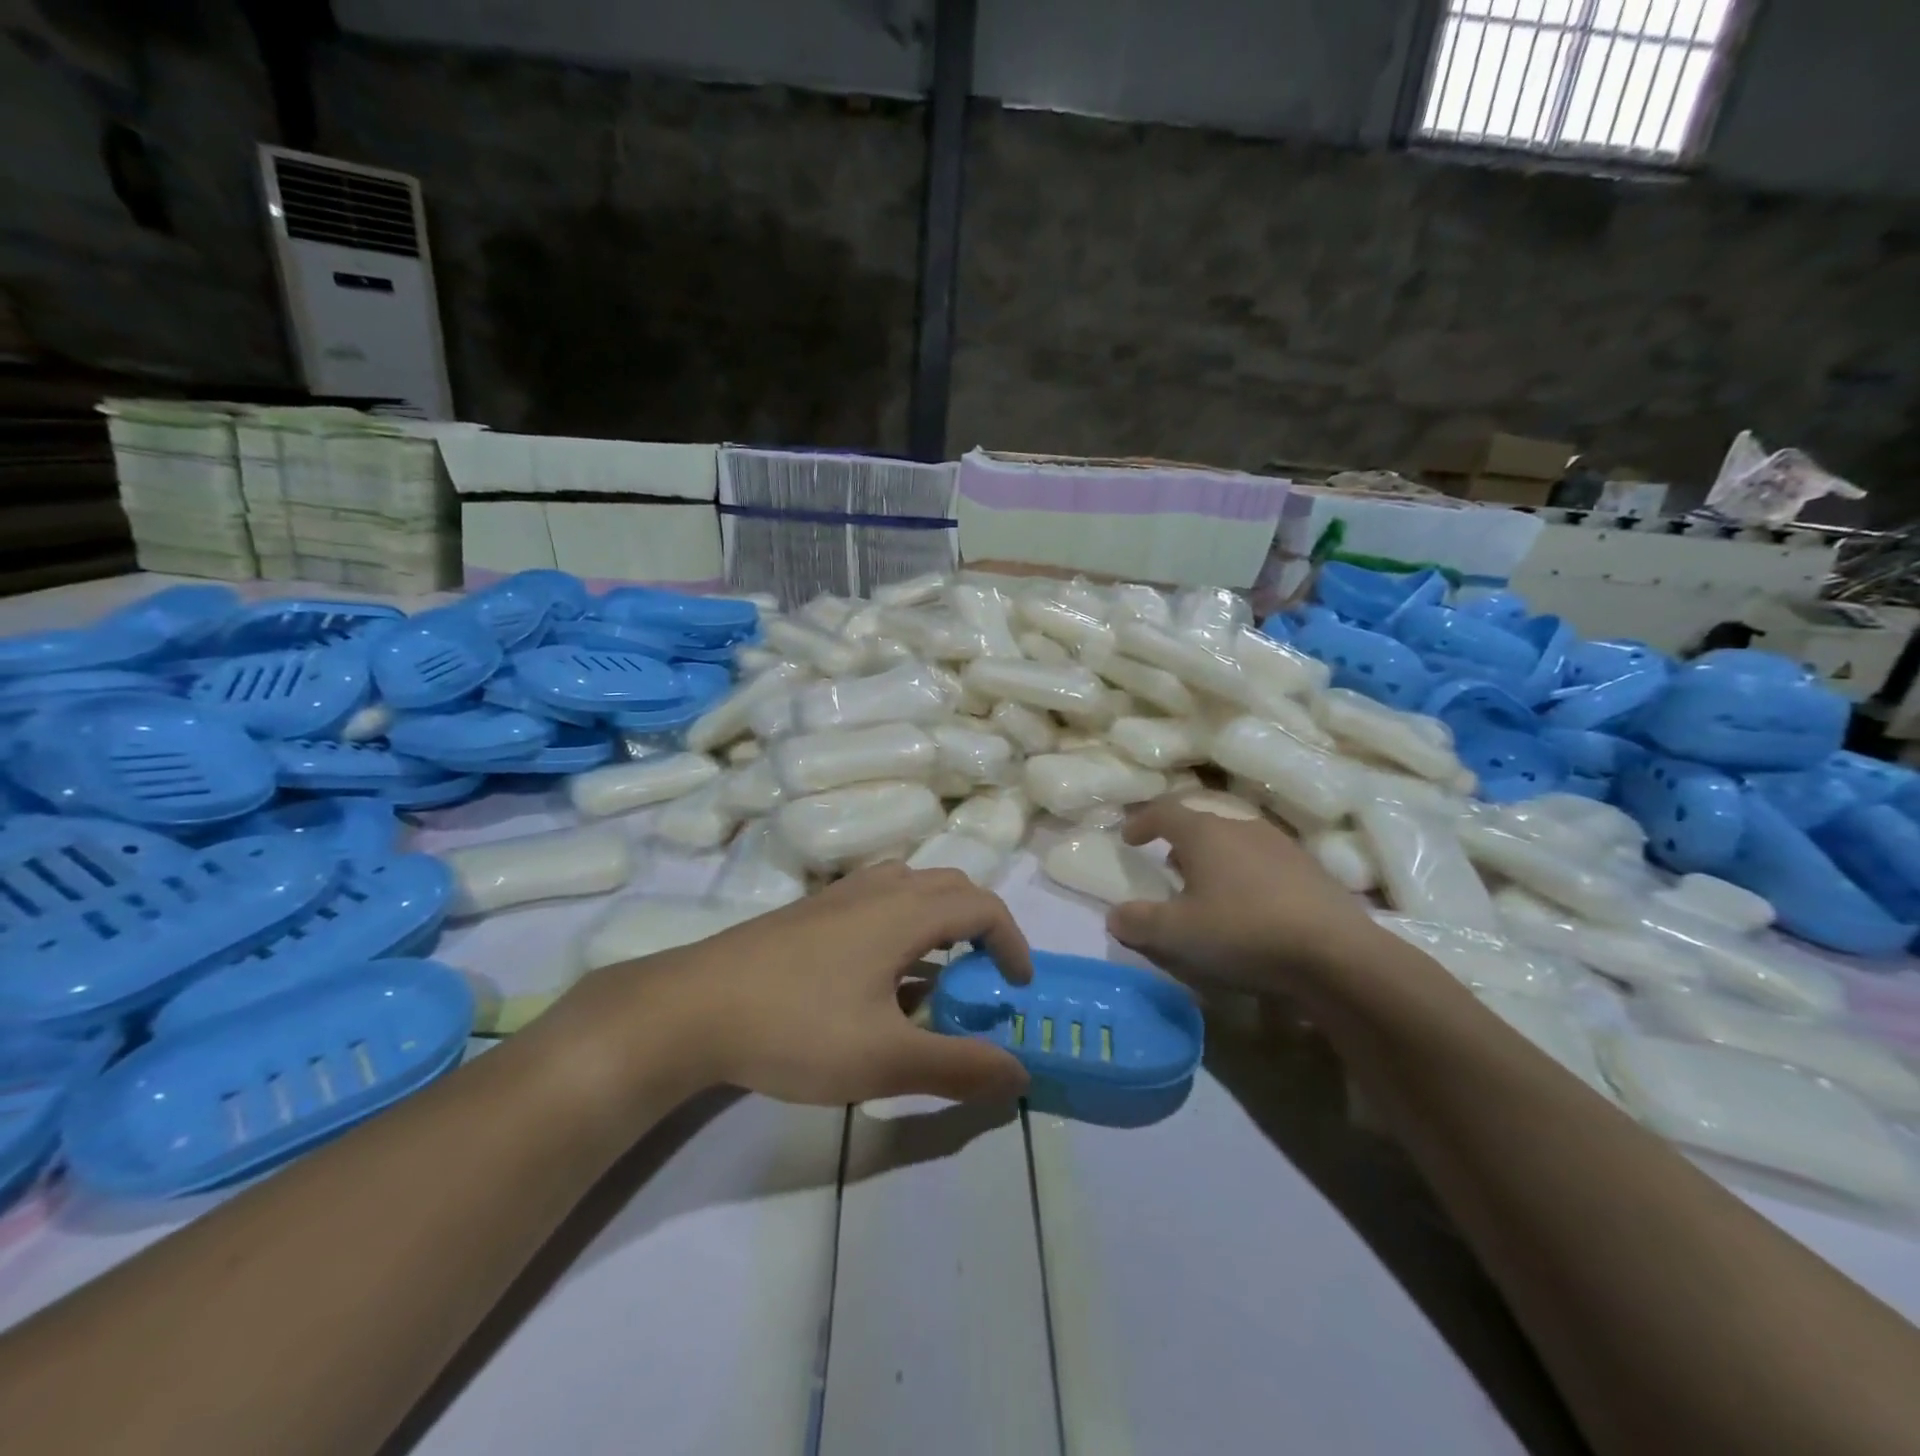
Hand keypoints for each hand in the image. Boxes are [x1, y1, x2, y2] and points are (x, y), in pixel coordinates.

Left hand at [562, 864, 1033, 1109]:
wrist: (692, 1008)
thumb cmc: (797, 1027)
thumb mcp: (884, 1059)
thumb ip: (958, 1066)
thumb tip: (1019, 1074)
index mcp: (905, 912)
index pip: (982, 906)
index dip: (1012, 942)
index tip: (1016, 988)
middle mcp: (877, 889)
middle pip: (950, 887)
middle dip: (980, 928)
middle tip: (982, 979)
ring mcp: (838, 895)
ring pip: (911, 888)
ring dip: (939, 923)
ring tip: (933, 977)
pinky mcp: (810, 910)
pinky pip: (877, 900)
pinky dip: (902, 925)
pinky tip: (878, 978)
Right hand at [1107, 796, 1379, 995]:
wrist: (1337, 954)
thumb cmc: (1244, 932)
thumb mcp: (1177, 934)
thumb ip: (1138, 922)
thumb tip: (1115, 915)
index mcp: (1205, 833)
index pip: (1164, 812)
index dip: (1142, 821)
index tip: (1128, 837)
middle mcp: (1242, 827)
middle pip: (1201, 824)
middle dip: (1179, 843)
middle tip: (1168, 868)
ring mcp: (1281, 846)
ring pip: (1235, 842)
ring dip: (1214, 859)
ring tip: (1208, 889)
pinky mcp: (1310, 870)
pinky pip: (1264, 862)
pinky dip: (1246, 875)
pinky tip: (1250, 907)